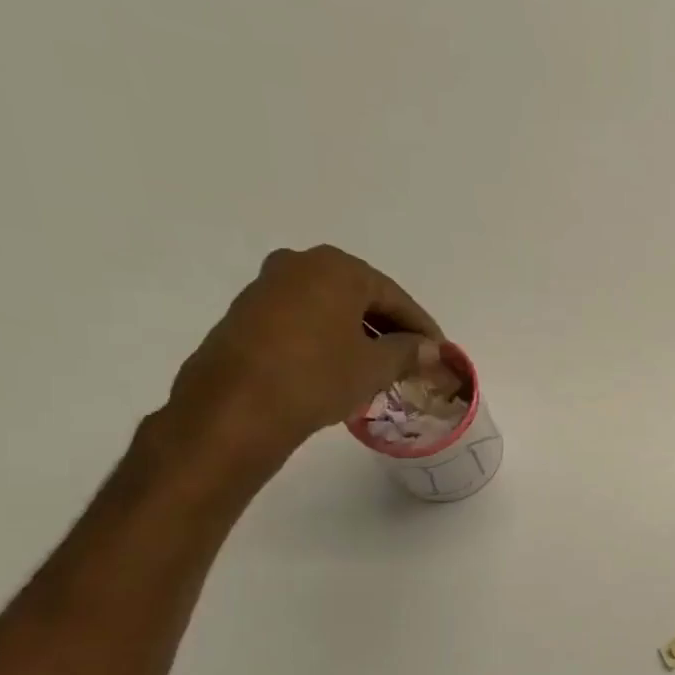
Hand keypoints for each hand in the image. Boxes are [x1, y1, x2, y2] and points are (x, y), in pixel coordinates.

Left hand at [164, 246, 444, 467]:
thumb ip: (407, 352)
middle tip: (412, 358)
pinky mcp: (245, 315)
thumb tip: (429, 349)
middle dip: (389, 328)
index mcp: (336, 268)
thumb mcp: (375, 367)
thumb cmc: (317, 376)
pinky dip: (327, 339)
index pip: (394, 297)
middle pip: (360, 297)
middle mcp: (299, 265)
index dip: (421, 327)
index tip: (440, 351)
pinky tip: (341, 367)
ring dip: (358, 334)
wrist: (234, 409)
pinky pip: (303, 320)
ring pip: (330, 308)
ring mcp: (267, 287)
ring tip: (380, 366)